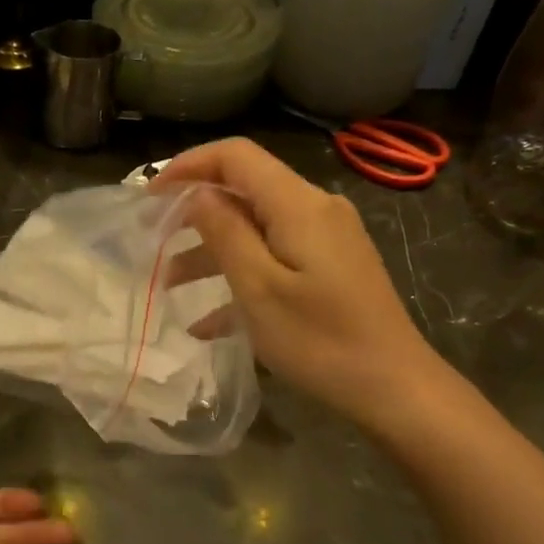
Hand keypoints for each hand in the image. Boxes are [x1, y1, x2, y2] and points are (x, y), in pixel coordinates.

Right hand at [153, 138, 439, 426]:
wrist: (393, 386)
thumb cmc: (319, 340)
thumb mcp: (259, 288)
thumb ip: (225, 233)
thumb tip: (198, 194)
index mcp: (298, 205)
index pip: (236, 156)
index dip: (189, 166)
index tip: (150, 196)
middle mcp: (315, 210)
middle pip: (245, 191)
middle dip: (195, 213)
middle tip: (153, 240)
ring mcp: (326, 240)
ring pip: (257, 229)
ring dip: (212, 252)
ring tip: (169, 285)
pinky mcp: (331, 268)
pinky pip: (276, 258)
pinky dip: (241, 278)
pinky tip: (208, 323)